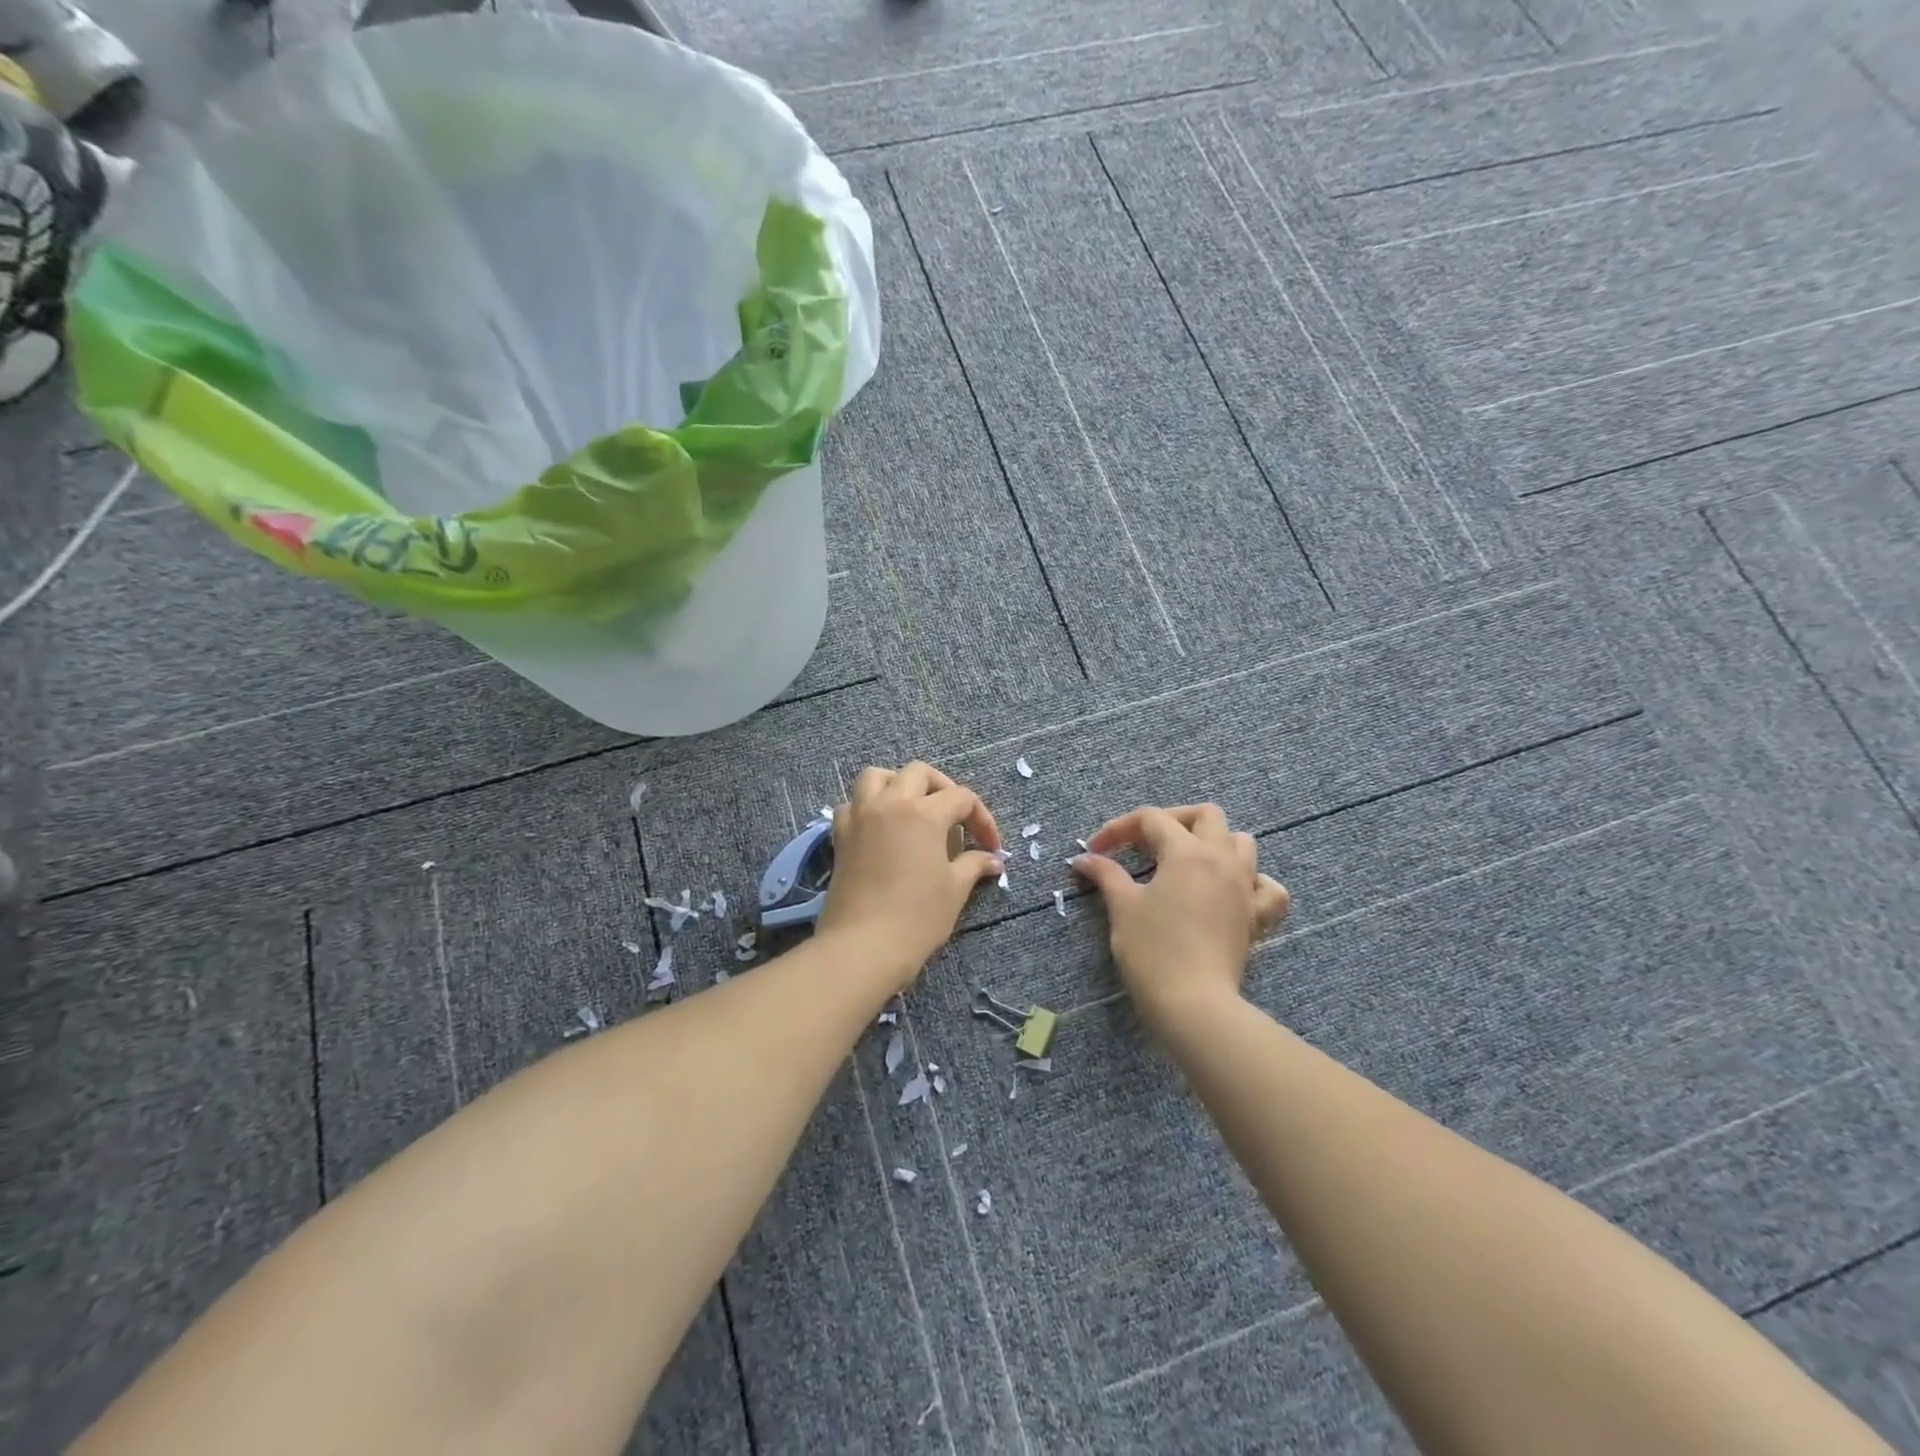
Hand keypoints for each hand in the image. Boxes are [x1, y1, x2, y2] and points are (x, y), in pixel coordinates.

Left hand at [817, 762, 1004, 987]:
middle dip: (942, 788)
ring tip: (913, 809)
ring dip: (898, 784)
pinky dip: (868, 806)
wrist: (862, 946)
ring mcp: (860, 816)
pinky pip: (852, 804)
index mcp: (924, 813)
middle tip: (954, 818)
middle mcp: (890, 803)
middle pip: (919, 773)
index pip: (961, 798)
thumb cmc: (917, 917)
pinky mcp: (840, 835)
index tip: (991, 847)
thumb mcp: (954, 890)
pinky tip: (880, 828)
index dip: (982, 819)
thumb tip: (992, 859)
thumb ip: (974, 865)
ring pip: (877, 777)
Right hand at [1073, 804, 1288, 1026]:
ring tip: (1186, 861)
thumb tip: (1085, 859)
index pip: (1151, 819)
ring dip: (1214, 843)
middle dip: (1172, 821)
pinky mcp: (1256, 917)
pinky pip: (1268, 887)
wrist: (1193, 1003)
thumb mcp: (1122, 907)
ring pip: (1241, 843)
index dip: (1119, 828)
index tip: (1095, 851)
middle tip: (1144, 844)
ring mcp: (1245, 887)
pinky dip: (1253, 881)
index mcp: (1187, 852)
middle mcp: (1221, 860)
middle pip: (1205, 815)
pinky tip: (1232, 891)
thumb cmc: (1152, 950)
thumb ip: (1106, 874)